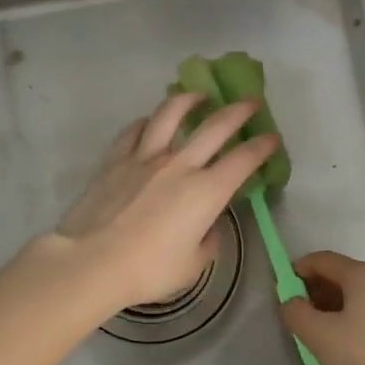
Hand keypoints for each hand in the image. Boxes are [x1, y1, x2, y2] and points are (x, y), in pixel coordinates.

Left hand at [56, 92, 278, 313]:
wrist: (91, 262)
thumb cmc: (148, 270)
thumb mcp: (193, 265)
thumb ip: (208, 241)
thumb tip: (208, 226)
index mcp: (206, 192)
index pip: (243, 160)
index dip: (262, 147)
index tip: (273, 138)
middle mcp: (179, 165)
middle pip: (215, 127)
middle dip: (238, 111)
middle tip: (251, 102)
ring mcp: (144, 158)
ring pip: (170, 115)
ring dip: (189, 99)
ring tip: (198, 94)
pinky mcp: (115, 160)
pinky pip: (133, 132)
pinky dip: (145, 122)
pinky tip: (149, 121)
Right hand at [280, 251, 364, 364]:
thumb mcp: (320, 336)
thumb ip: (297, 314)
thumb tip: (290, 302)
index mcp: (362, 274)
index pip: (322, 259)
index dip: (298, 270)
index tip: (283, 291)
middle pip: (342, 275)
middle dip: (316, 290)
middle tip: (298, 314)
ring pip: (359, 296)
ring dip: (335, 307)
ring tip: (319, 333)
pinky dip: (354, 320)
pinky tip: (347, 346)